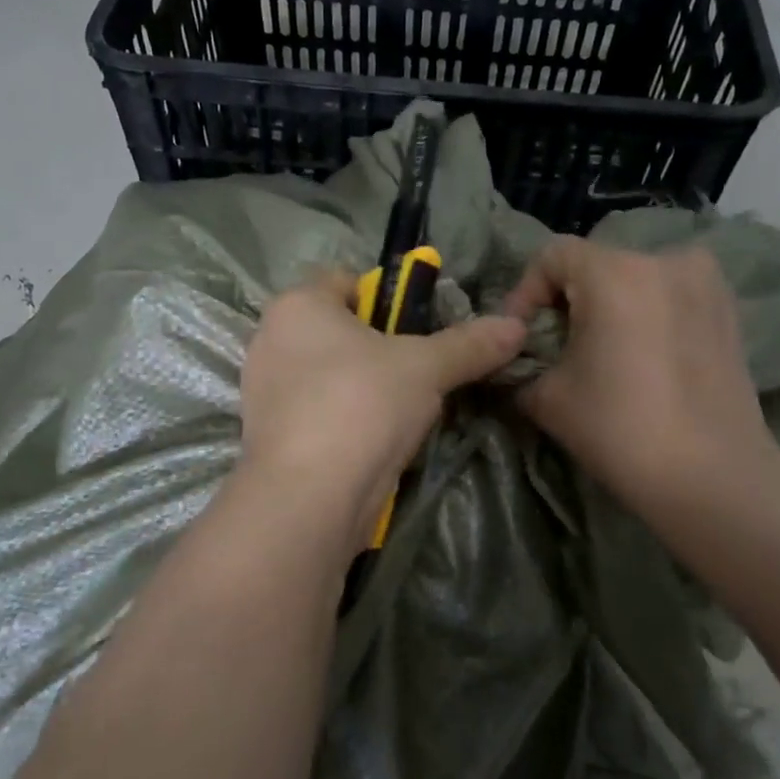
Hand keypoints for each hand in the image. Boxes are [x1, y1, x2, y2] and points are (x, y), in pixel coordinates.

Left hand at [240, 272, 526, 545]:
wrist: (308, 497)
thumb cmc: (362, 404)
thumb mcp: (426, 368)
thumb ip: (470, 344)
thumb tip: (517, 325)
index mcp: (296, 305)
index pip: (347, 281)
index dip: (388, 299)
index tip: (420, 330)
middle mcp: (270, 339)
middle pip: (339, 331)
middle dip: (380, 350)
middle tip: (419, 373)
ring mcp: (263, 391)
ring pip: (329, 375)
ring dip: (364, 389)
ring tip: (401, 413)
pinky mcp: (268, 435)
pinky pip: (317, 413)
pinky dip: (344, 421)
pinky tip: (373, 443)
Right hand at [504, 238, 779, 513]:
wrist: (711, 476)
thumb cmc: (619, 429)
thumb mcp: (547, 398)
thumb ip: (522, 367)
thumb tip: (515, 362)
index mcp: (614, 272)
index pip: (552, 257)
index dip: (524, 292)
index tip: (518, 336)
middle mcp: (664, 260)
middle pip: (596, 264)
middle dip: (567, 301)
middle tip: (555, 347)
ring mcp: (705, 282)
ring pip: (636, 279)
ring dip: (610, 306)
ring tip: (600, 352)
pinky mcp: (729, 309)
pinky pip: (671, 296)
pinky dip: (647, 315)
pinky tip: (642, 357)